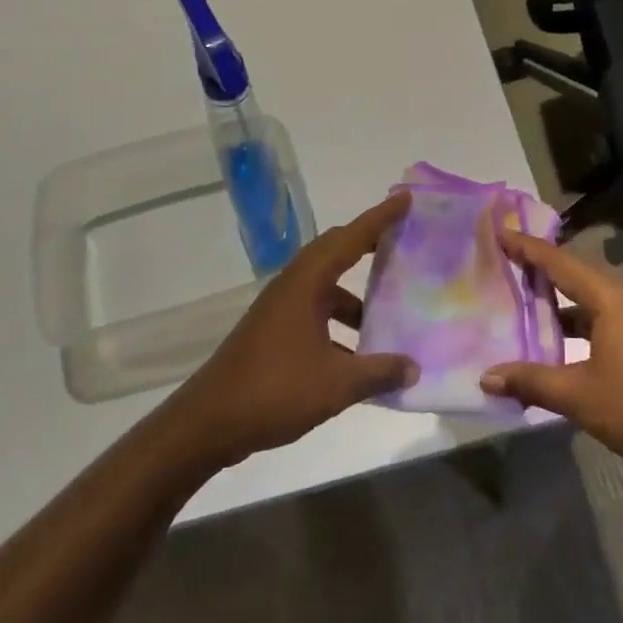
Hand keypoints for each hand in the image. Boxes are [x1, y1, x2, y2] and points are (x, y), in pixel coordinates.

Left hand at [161, 195, 417, 469]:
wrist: (208, 423)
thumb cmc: (274, 390)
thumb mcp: (335, 384)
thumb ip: (378, 373)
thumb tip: (414, 367)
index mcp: (307, 282)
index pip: (351, 238)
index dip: (381, 218)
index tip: (406, 200)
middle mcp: (293, 285)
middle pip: (335, 251)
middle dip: (368, 243)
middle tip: (401, 240)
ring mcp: (280, 308)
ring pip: (325, 285)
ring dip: (354, 293)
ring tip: (387, 309)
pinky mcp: (273, 331)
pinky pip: (315, 310)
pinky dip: (338, 320)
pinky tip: (357, 354)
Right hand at [481, 230, 622, 489]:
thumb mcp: (579, 395)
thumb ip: (532, 382)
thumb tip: (487, 376)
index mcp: (611, 300)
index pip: (560, 263)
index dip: (528, 248)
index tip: (501, 231)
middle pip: (576, 278)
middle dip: (542, 273)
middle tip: (507, 265)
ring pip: (591, 305)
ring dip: (560, 307)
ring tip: (525, 308)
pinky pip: (604, 324)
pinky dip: (578, 328)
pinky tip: (560, 349)